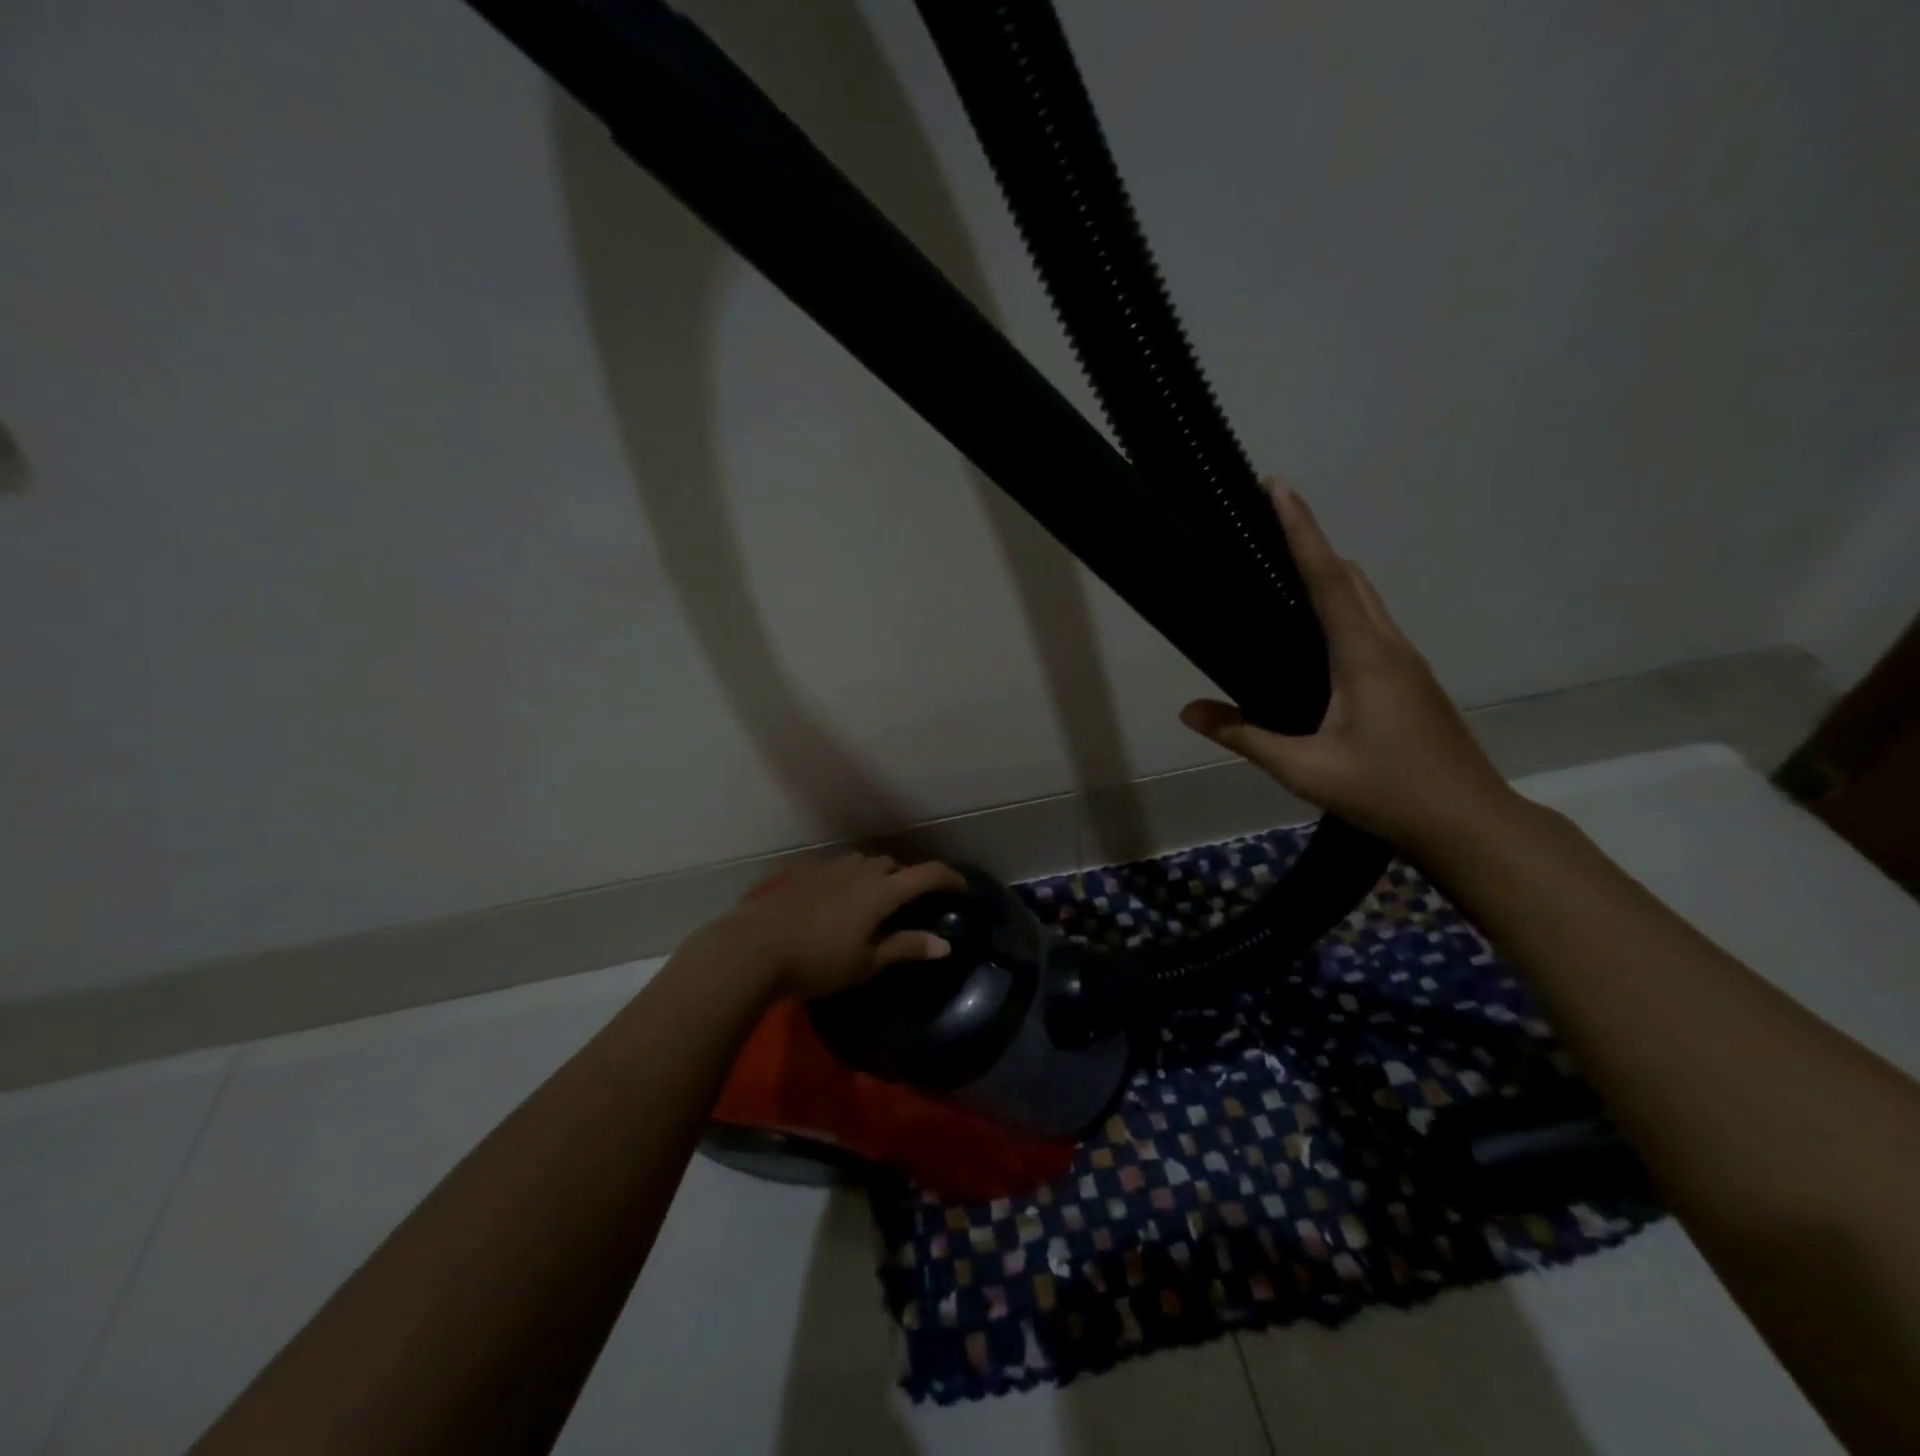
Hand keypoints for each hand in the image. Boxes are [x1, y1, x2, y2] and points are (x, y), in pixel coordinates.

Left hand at [690, 854, 967, 1000]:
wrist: (753, 948)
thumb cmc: (816, 961)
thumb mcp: (865, 963)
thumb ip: (905, 948)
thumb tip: (945, 944)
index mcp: (882, 891)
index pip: (928, 873)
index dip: (951, 878)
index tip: (964, 889)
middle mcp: (860, 870)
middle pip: (894, 865)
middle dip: (908, 879)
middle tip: (909, 906)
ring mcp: (830, 868)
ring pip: (865, 863)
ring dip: (878, 877)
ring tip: (874, 904)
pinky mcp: (805, 873)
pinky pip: (839, 868)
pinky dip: (850, 879)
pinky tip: (838, 903)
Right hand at [1180, 481, 1516, 854]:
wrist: (1469, 822)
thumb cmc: (1387, 791)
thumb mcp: (1304, 769)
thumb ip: (1245, 735)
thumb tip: (1189, 712)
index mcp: (1363, 655)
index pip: (1325, 577)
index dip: (1300, 528)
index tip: (1277, 485)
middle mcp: (1388, 646)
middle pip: (1348, 576)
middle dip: (1311, 541)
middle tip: (1268, 523)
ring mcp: (1406, 662)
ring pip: (1365, 598)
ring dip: (1328, 573)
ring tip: (1283, 570)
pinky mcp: (1410, 680)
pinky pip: (1371, 624)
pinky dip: (1341, 606)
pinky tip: (1315, 635)